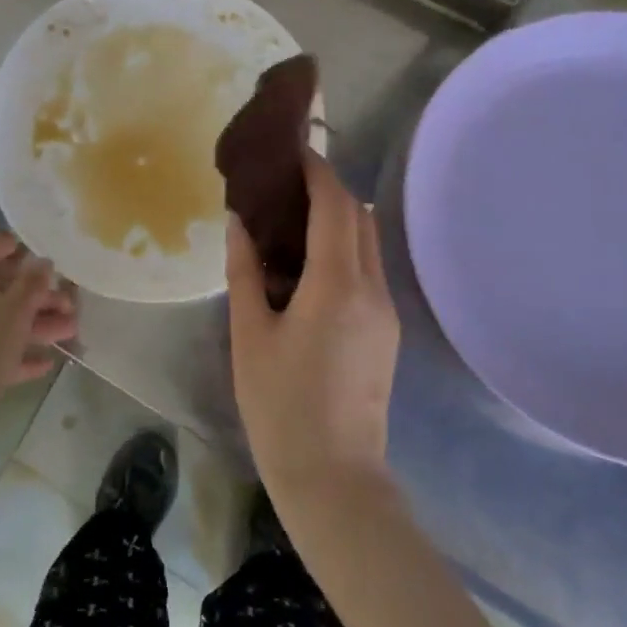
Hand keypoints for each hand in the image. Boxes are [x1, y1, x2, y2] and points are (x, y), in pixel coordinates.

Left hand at [0, 234, 74, 452]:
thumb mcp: (10, 314)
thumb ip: (30, 285)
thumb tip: (41, 262)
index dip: (2, 246)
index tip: (31, 252)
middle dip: (34, 294)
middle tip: (68, 301)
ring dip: (34, 324)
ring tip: (71, 330)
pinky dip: (18, 355)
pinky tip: (46, 364)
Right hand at [226, 151, 399, 501]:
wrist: (334, 477)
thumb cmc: (280, 404)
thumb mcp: (250, 334)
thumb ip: (245, 271)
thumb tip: (239, 221)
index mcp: (336, 285)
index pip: (335, 205)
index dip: (318, 170)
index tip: (293, 150)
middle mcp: (372, 288)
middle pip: (359, 216)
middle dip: (329, 188)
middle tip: (285, 182)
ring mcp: (386, 311)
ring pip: (368, 242)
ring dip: (339, 218)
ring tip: (294, 218)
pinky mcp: (387, 330)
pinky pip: (369, 269)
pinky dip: (344, 248)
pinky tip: (310, 262)